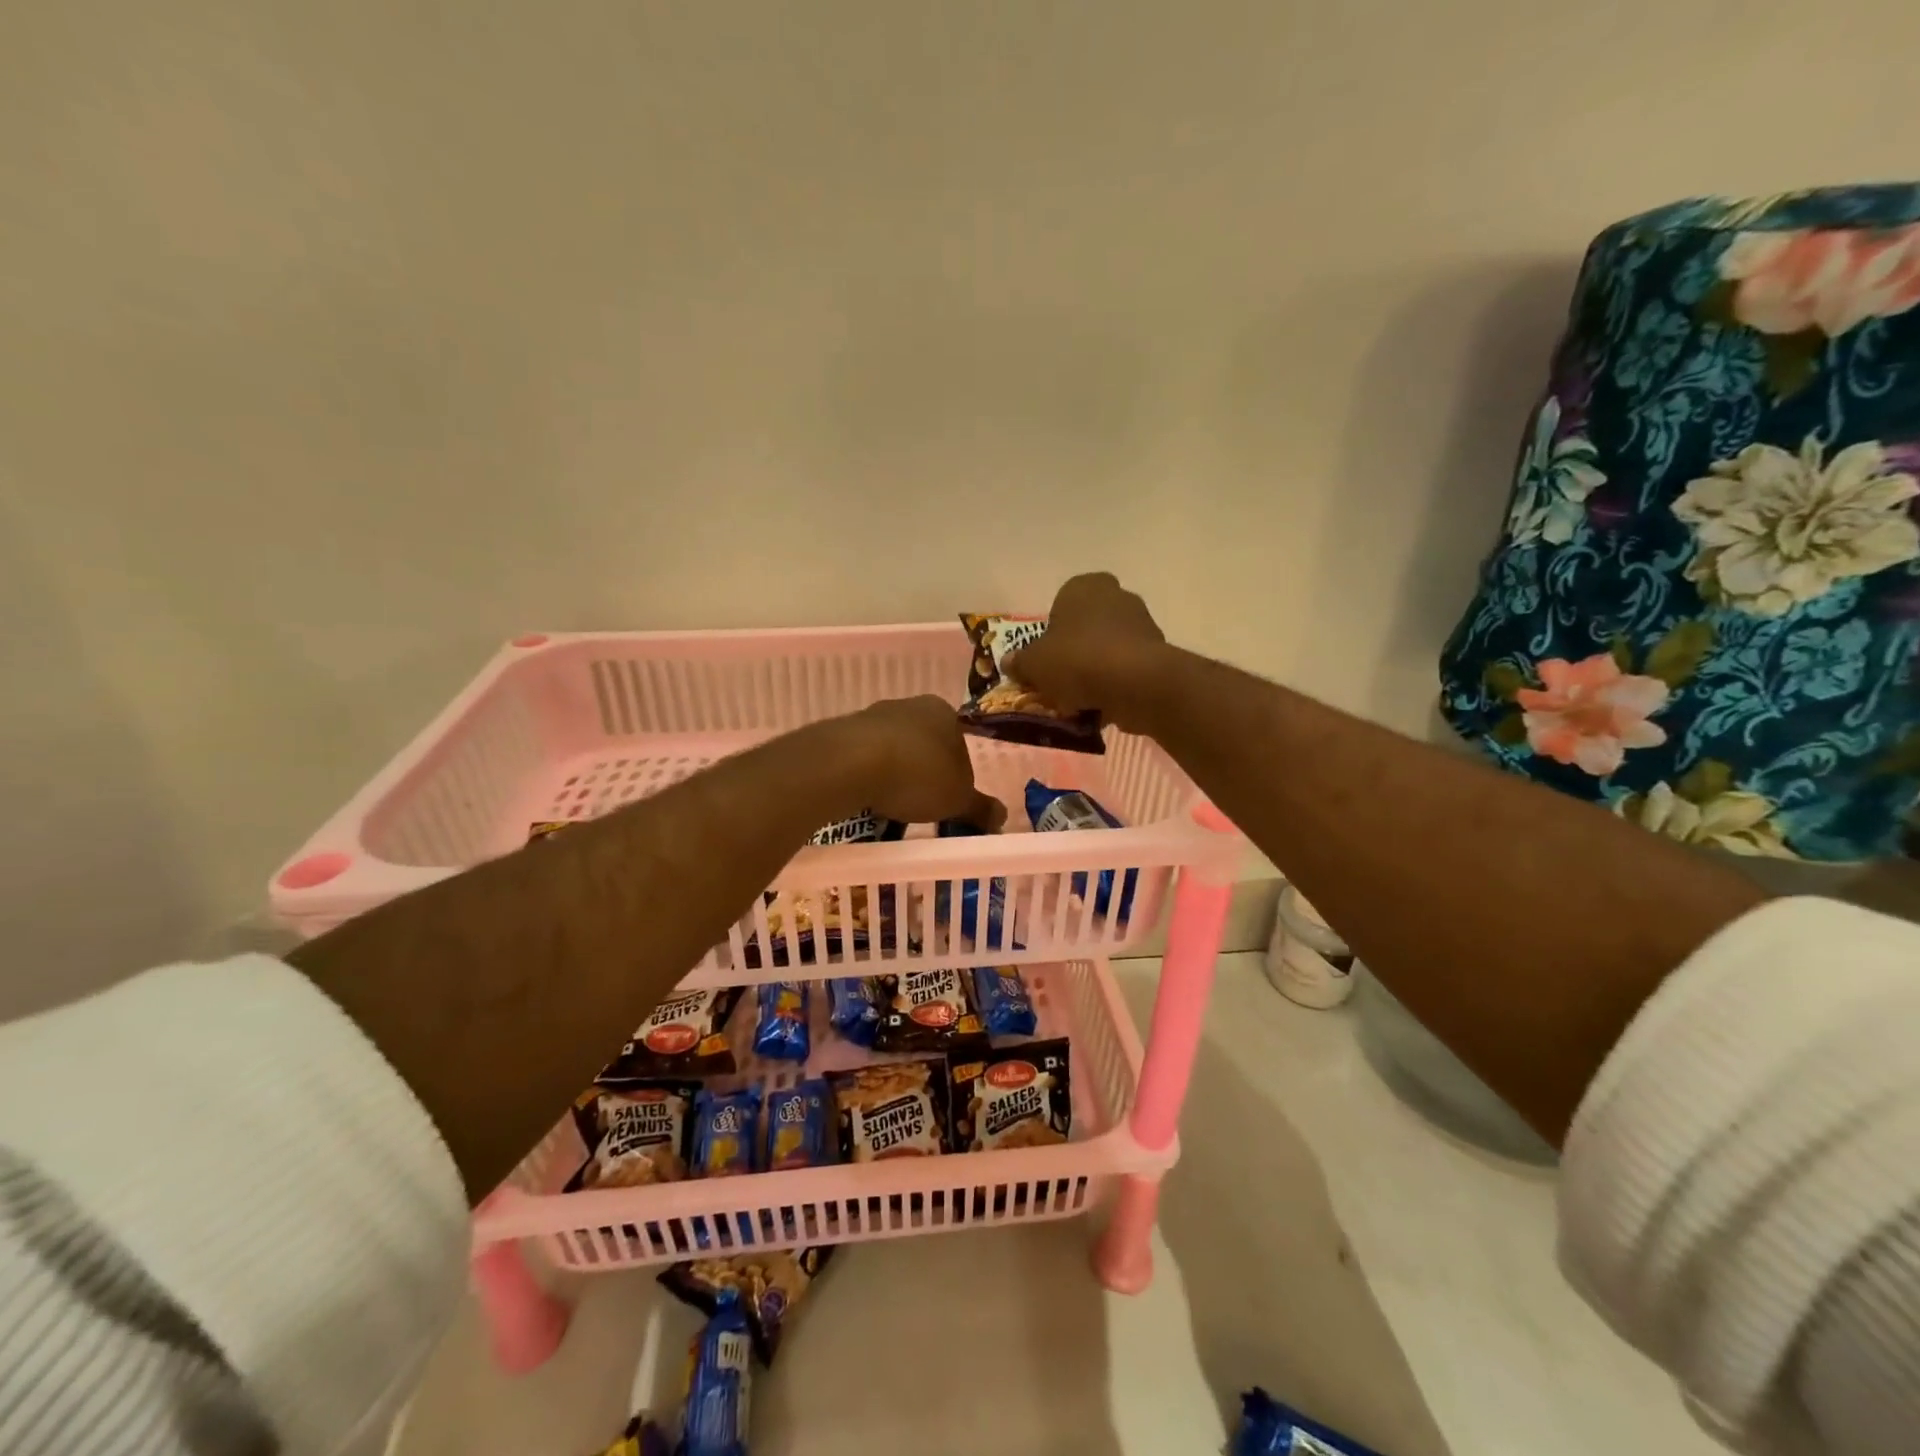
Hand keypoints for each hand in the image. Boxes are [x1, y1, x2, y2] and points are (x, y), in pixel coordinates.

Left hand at [839, 696, 1005, 829]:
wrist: (852, 763)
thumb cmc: (918, 775)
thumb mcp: (958, 800)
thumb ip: (980, 808)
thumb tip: (1002, 818)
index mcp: (945, 713)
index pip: (960, 747)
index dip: (957, 778)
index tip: (948, 804)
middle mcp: (911, 706)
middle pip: (925, 747)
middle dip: (924, 776)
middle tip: (921, 808)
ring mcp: (874, 716)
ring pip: (894, 752)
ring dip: (895, 776)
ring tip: (891, 808)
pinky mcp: (844, 732)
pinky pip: (864, 759)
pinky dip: (869, 777)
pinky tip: (867, 798)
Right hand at [1006, 572, 1167, 729]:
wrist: (1136, 683)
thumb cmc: (1078, 660)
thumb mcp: (1035, 664)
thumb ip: (1020, 662)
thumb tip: (1008, 662)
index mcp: (1083, 587)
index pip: (1062, 602)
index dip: (1052, 631)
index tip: (1047, 657)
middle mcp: (1116, 596)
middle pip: (1087, 625)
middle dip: (1076, 649)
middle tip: (1061, 678)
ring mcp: (1142, 622)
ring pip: (1109, 647)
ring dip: (1097, 668)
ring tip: (1081, 699)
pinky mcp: (1158, 652)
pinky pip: (1127, 667)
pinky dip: (1116, 683)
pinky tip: (1104, 704)